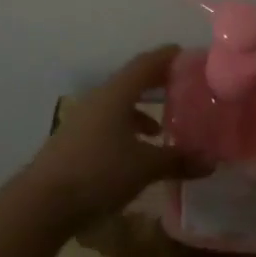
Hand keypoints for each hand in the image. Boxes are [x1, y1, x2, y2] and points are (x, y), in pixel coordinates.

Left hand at [22, 45, 203, 233]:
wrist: (43, 202)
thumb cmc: (98, 172)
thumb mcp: (144, 167)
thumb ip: (178, 160)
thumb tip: (212, 161)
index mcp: (116, 93)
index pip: (145, 64)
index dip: (166, 57)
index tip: (186, 54)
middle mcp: (99, 98)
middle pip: (131, 81)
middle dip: (156, 82)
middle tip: (181, 85)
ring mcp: (84, 118)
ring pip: (118, 104)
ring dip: (141, 110)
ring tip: (162, 126)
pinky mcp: (75, 140)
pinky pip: (108, 123)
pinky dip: (126, 128)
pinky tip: (135, 151)